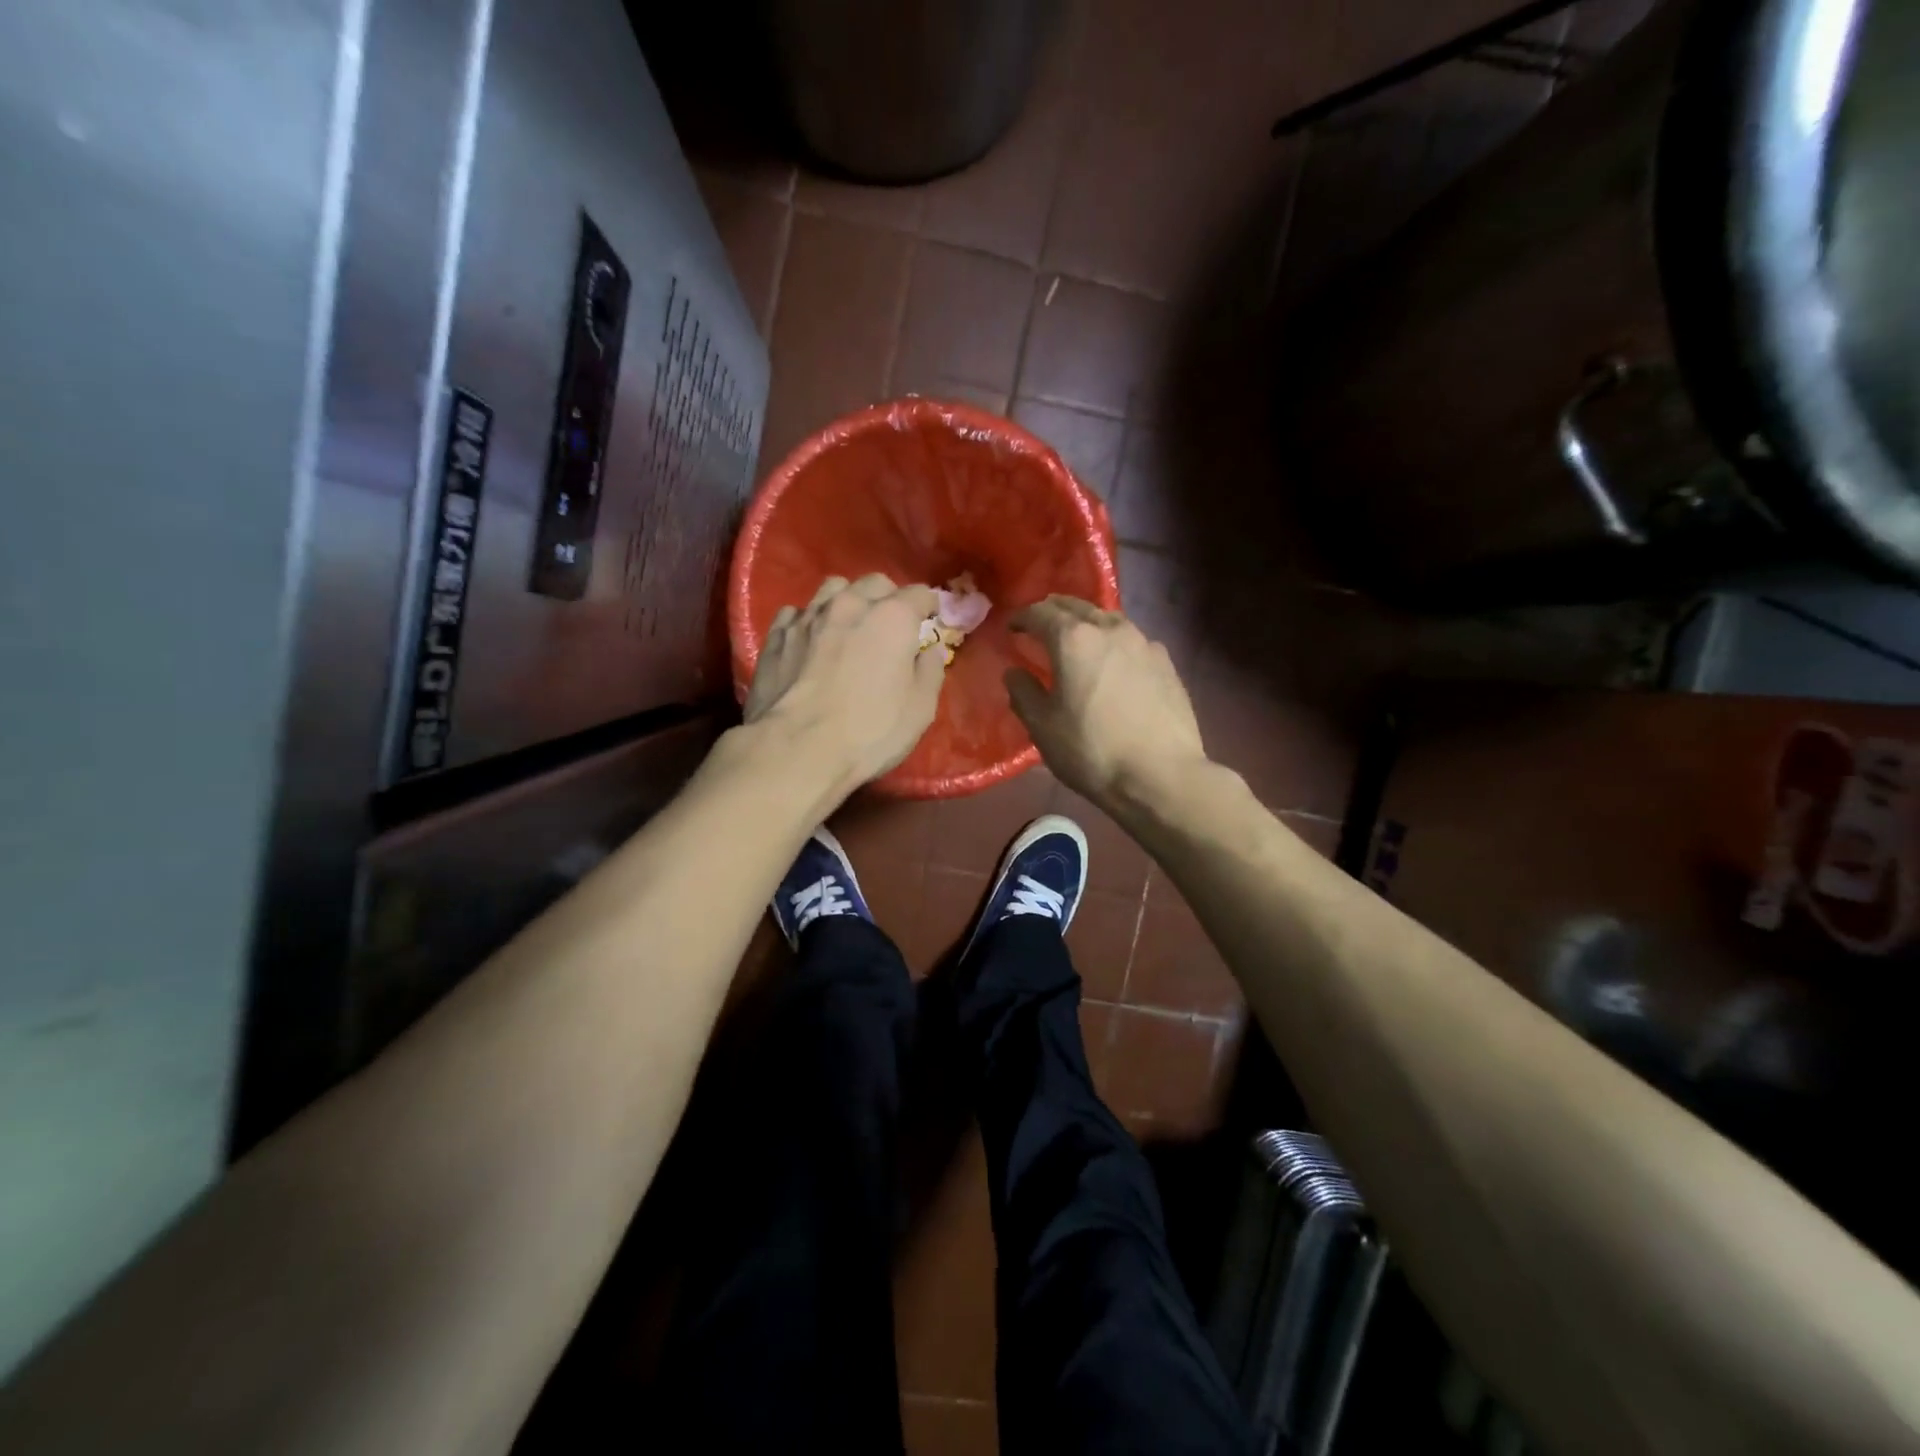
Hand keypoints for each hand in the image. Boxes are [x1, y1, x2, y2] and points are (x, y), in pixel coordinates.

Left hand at [745, 573, 944, 793]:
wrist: (797, 749)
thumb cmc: (870, 732)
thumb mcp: (919, 710)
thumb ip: (930, 672)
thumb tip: (930, 650)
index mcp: (892, 617)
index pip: (919, 594)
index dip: (928, 606)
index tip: (928, 621)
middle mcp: (850, 604)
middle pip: (875, 583)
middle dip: (888, 598)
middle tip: (889, 626)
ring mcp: (808, 616)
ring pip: (833, 589)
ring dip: (847, 601)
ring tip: (847, 627)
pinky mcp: (776, 634)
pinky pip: (797, 613)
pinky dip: (809, 621)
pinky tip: (809, 642)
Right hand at [1006, 596, 1206, 808]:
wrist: (1161, 775)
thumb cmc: (1092, 751)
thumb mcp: (1043, 728)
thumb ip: (1023, 693)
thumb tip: (1014, 672)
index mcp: (1073, 640)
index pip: (1040, 613)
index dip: (1022, 617)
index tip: (1012, 627)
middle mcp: (1110, 629)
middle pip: (1077, 607)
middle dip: (1054, 611)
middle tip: (1041, 624)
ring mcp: (1143, 643)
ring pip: (1108, 619)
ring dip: (1087, 622)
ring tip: (1078, 638)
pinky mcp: (1166, 662)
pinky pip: (1132, 640)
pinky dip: (1114, 642)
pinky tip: (1114, 662)